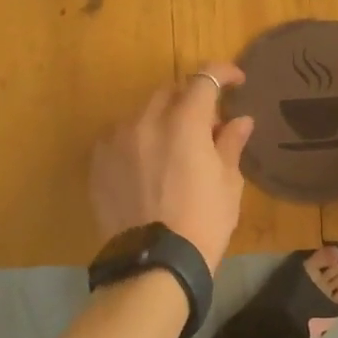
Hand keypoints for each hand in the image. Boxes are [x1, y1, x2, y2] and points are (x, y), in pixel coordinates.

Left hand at [90, 63, 254, 273]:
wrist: (154, 263)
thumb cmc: (203, 223)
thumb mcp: (227, 183)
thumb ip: (230, 144)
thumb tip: (240, 121)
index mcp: (184, 122)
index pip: (205, 79)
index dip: (223, 73)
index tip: (236, 82)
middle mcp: (146, 120)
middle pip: (170, 91)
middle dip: (190, 99)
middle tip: (205, 123)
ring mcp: (117, 139)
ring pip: (142, 113)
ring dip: (162, 120)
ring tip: (172, 147)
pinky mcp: (98, 161)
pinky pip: (120, 137)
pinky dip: (137, 141)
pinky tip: (146, 165)